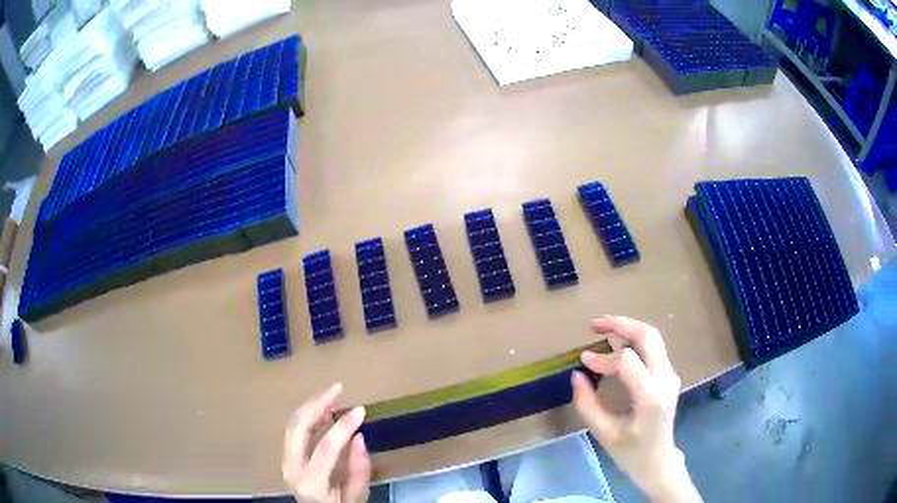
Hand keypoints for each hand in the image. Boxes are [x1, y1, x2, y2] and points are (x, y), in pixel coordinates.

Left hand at [283, 383, 370, 502]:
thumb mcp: (356, 498)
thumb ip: (359, 470)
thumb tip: (358, 437)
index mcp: (310, 482)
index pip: (325, 447)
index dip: (343, 426)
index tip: (360, 410)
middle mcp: (291, 468)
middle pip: (298, 427)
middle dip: (317, 404)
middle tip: (337, 388)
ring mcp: (285, 461)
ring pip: (292, 424)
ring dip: (310, 406)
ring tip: (331, 394)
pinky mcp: (286, 457)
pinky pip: (293, 430)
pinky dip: (307, 415)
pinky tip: (322, 410)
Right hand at [571, 316, 700, 502]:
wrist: (658, 461)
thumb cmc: (630, 452)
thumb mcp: (603, 433)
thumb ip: (587, 403)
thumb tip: (577, 374)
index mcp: (650, 396)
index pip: (627, 361)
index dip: (603, 359)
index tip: (584, 362)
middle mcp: (665, 379)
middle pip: (648, 336)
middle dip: (621, 324)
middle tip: (595, 324)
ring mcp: (671, 375)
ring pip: (653, 337)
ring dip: (628, 328)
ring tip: (604, 329)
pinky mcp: (669, 375)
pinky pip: (653, 348)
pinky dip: (634, 340)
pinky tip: (617, 345)